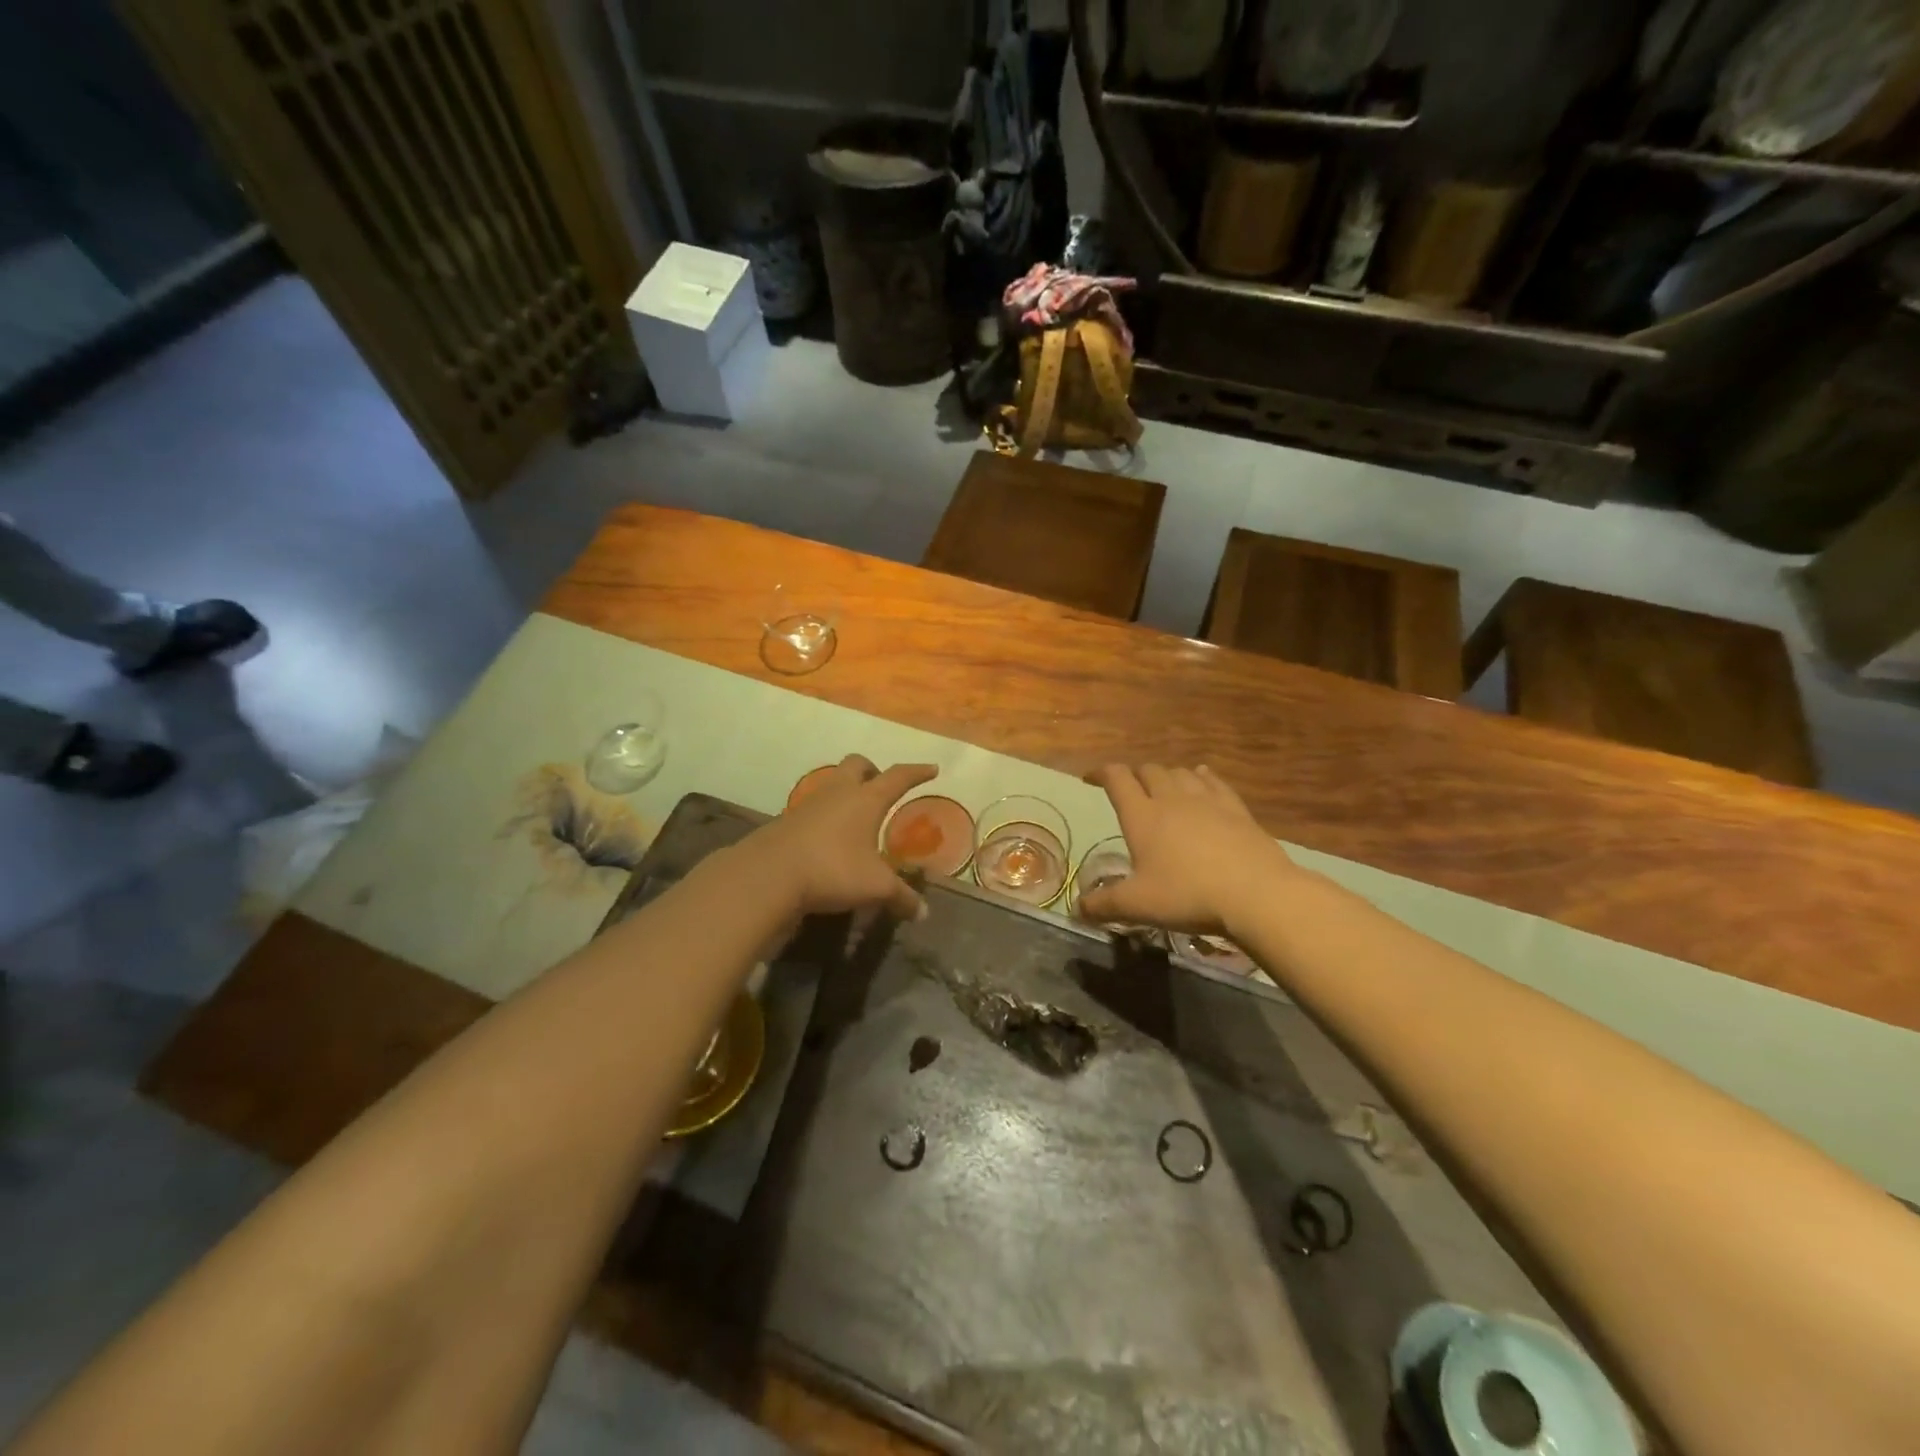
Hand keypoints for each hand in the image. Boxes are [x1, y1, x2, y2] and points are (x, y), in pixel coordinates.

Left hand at [742, 755, 936, 920]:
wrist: (768, 875)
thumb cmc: (832, 870)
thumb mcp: (874, 887)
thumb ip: (901, 897)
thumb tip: (922, 913)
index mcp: (866, 799)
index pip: (898, 777)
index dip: (917, 772)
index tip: (932, 768)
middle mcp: (839, 792)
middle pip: (857, 764)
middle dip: (873, 771)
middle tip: (882, 787)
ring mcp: (809, 803)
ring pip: (833, 783)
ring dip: (847, 791)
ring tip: (856, 815)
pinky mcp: (787, 820)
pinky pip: (814, 806)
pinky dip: (827, 814)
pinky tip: (829, 837)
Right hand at [1077, 763, 1299, 935]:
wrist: (1255, 893)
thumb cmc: (1187, 895)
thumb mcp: (1137, 906)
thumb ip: (1104, 905)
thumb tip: (1077, 908)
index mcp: (1142, 816)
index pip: (1117, 779)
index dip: (1101, 773)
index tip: (1091, 778)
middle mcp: (1171, 799)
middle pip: (1148, 771)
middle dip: (1134, 775)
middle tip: (1128, 790)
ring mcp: (1207, 800)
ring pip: (1180, 773)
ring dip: (1166, 775)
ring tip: (1162, 787)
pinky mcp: (1236, 809)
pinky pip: (1214, 782)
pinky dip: (1201, 777)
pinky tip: (1202, 778)